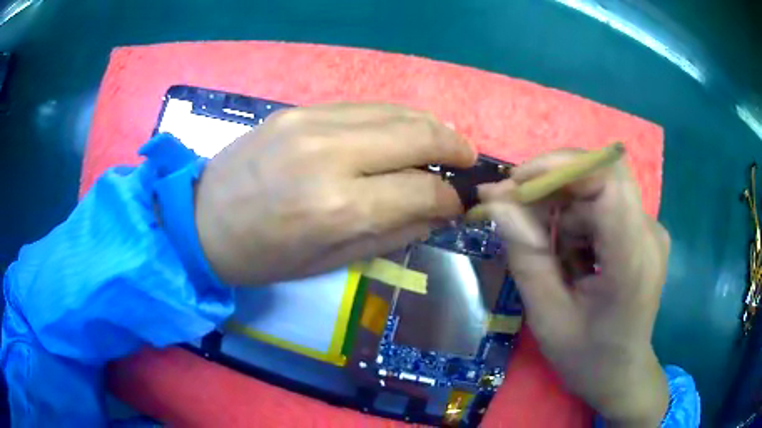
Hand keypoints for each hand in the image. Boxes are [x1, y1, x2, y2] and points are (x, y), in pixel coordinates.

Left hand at [194, 103, 475, 285]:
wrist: (200, 220)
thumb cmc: (262, 257)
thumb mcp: (329, 263)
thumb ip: (391, 235)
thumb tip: (437, 213)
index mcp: (338, 208)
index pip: (422, 189)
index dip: (450, 197)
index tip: (458, 203)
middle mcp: (331, 155)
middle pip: (418, 134)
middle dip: (454, 146)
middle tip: (466, 160)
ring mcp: (312, 123)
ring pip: (395, 111)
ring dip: (429, 126)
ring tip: (443, 143)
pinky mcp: (298, 110)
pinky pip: (363, 107)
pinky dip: (393, 119)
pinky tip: (400, 133)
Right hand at [479, 150, 669, 426]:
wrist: (622, 375)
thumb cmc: (586, 357)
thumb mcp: (547, 315)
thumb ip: (526, 255)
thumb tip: (497, 201)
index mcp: (632, 260)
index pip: (606, 180)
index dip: (560, 167)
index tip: (516, 183)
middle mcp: (649, 233)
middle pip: (601, 177)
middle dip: (554, 185)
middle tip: (517, 210)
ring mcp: (651, 230)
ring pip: (599, 191)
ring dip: (565, 211)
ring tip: (553, 256)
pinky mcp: (645, 232)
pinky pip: (605, 207)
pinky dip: (579, 221)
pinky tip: (573, 257)